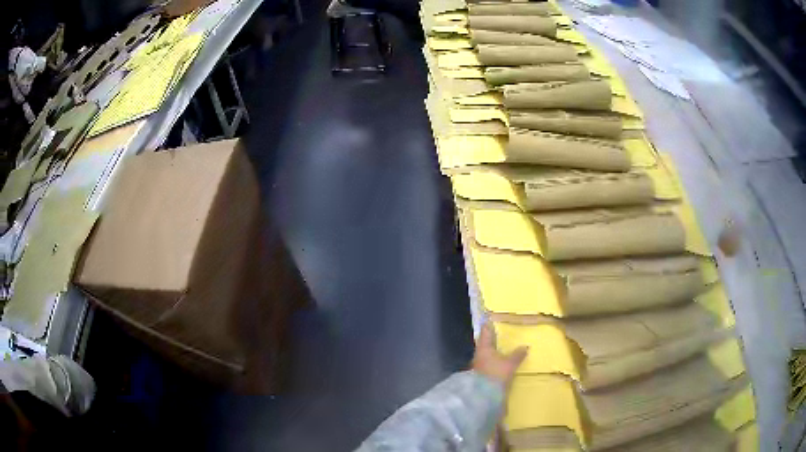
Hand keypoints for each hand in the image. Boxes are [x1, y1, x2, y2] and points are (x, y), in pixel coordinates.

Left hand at [472, 322, 527, 386]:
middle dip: (491, 339)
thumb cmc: (495, 375)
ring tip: (501, 348)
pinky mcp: (479, 375)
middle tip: (498, 333)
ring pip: (485, 354)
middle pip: (484, 343)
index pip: (485, 332)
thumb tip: (525, 346)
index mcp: (484, 348)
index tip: (490, 318)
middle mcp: (478, 355)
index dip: (488, 325)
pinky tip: (499, 363)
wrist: (482, 396)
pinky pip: (487, 363)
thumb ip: (517, 355)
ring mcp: (477, 366)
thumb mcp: (510, 364)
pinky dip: (493, 361)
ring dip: (492, 350)